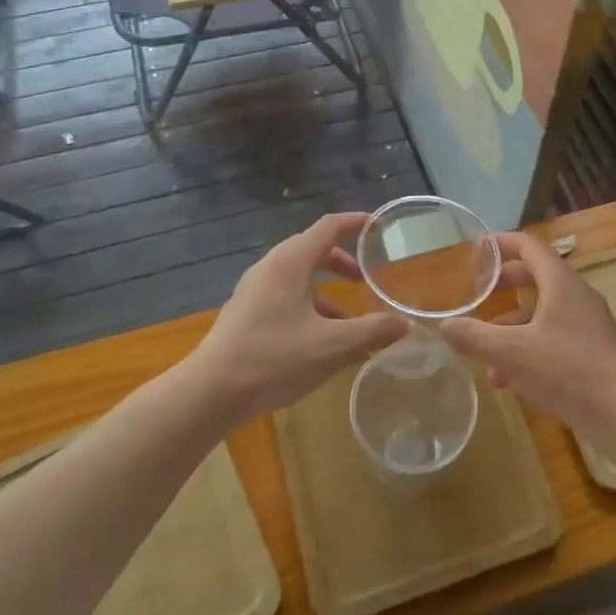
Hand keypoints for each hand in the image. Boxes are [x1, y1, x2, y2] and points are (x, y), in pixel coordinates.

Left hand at [189, 213, 408, 422]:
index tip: (378, 225)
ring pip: (297, 277)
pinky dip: (308, 306)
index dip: (355, 222)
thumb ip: (372, 332)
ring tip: (348, 320)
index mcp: (290, 263)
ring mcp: (253, 290)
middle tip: (365, 278)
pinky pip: (284, 296)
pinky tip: (319, 341)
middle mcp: (270, 268)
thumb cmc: (273, 359)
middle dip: (342, 261)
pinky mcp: (245, 313)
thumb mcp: (332, 347)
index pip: (328, 227)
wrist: (210, 392)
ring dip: (325, 290)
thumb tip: (405, 325)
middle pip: (312, 249)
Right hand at [439, 231, 615, 433]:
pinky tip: (508, 382)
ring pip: (542, 313)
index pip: (530, 246)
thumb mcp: (512, 353)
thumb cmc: (567, 371)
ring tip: (484, 354)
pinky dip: (528, 349)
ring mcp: (588, 324)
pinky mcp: (592, 351)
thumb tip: (444, 326)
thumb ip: (475, 337)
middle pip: (536, 277)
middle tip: (479, 294)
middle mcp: (577, 296)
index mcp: (561, 283)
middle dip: (504, 285)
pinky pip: (553, 338)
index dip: (502, 243)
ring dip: (512, 327)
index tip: (478, 249)